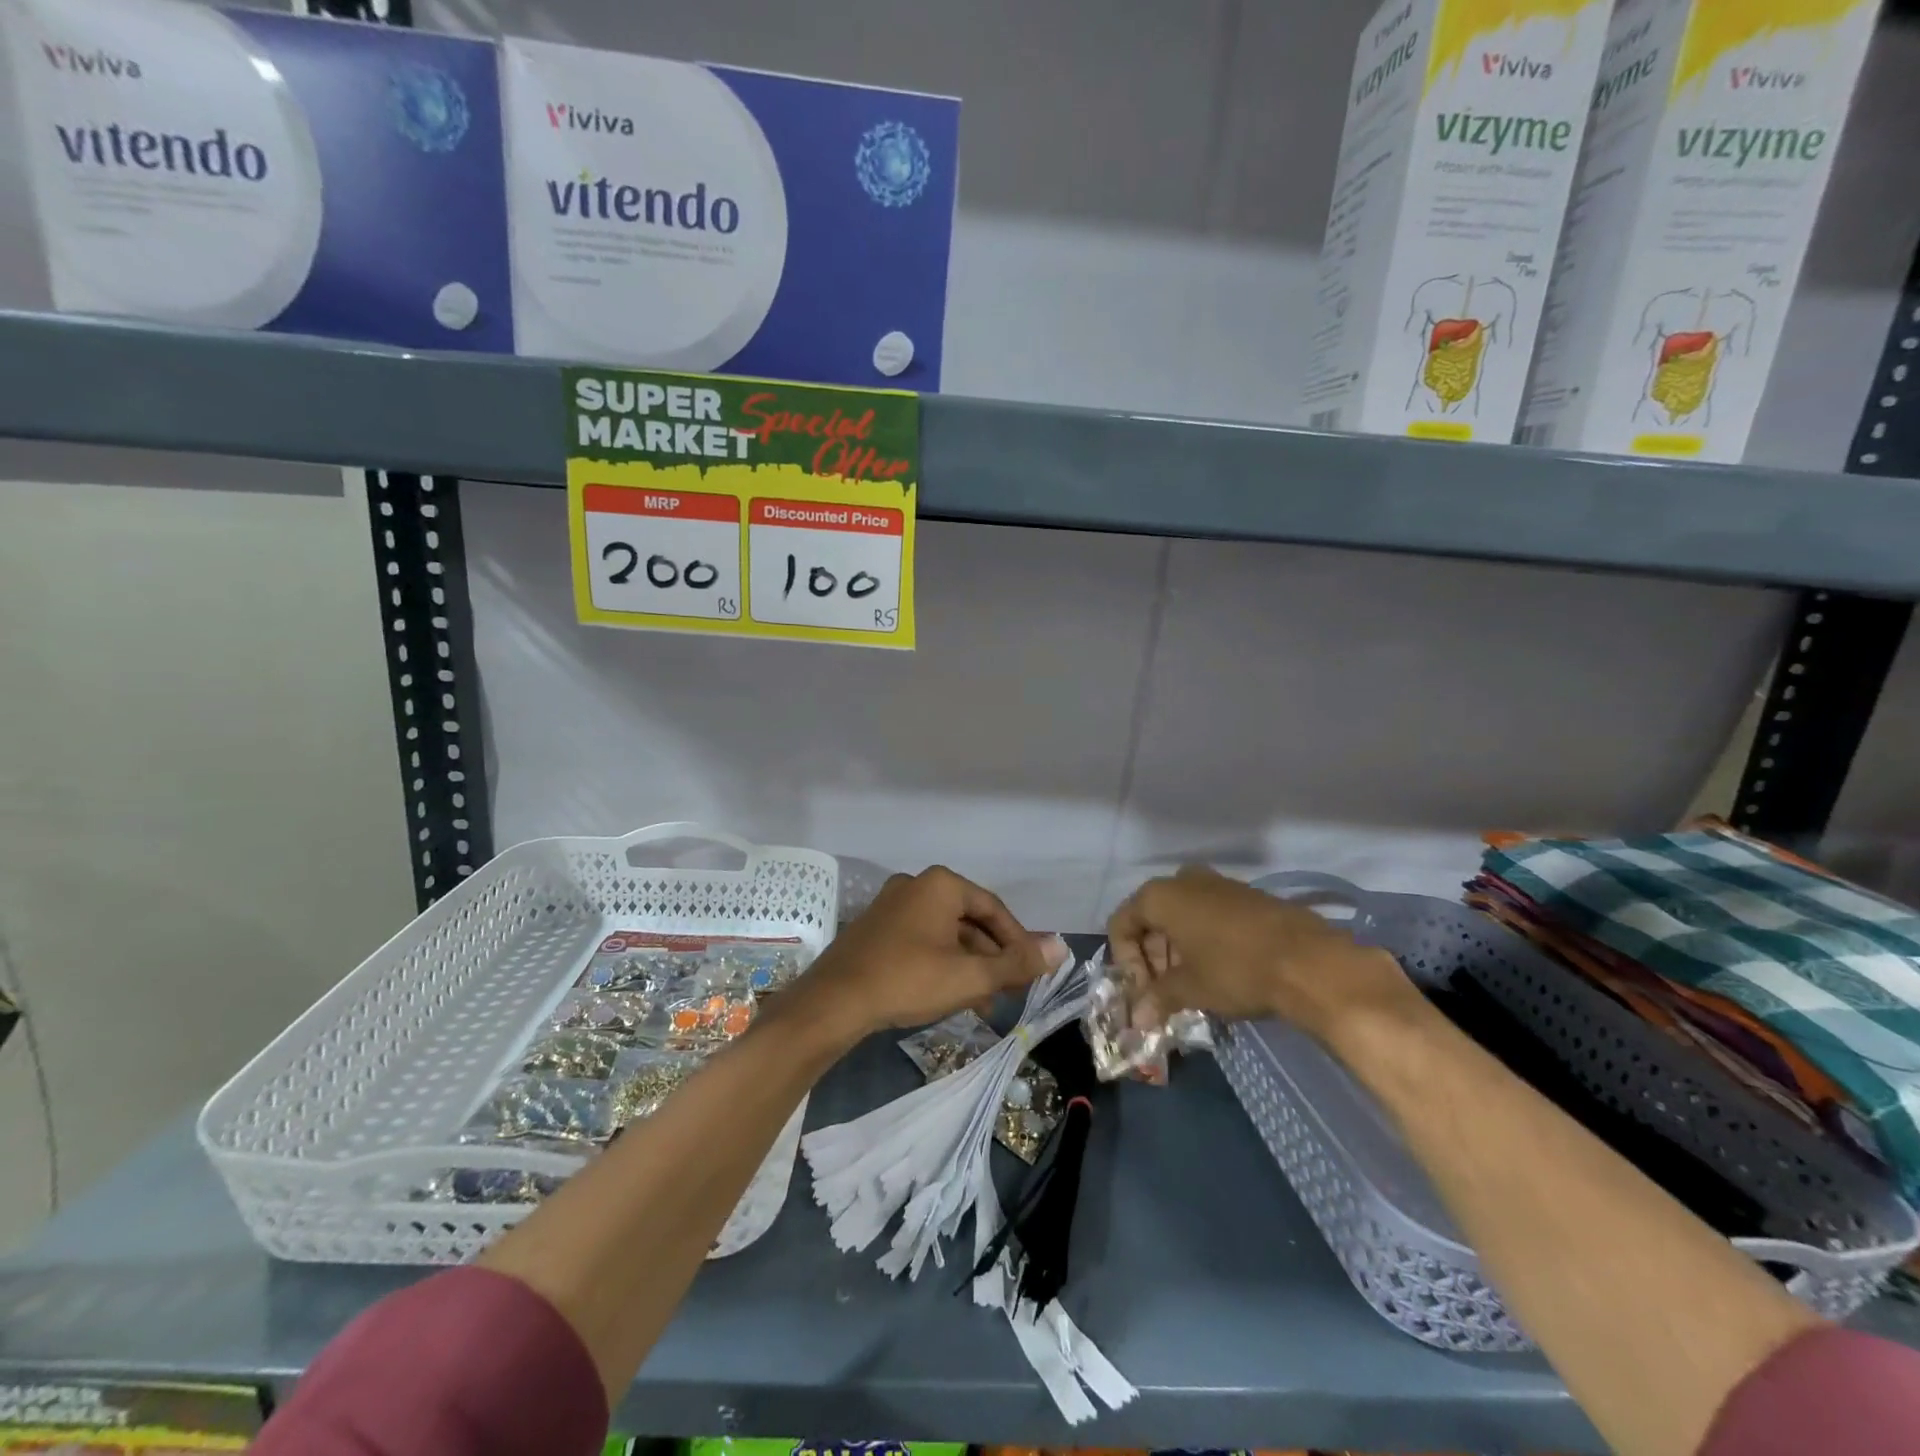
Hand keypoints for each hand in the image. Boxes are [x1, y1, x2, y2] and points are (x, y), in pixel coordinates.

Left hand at [798, 866, 1067, 1040]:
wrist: (834, 1002)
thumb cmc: (908, 980)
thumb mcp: (969, 975)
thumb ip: (1017, 963)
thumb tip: (1061, 947)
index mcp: (941, 885)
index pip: (994, 909)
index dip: (1018, 942)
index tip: (1030, 972)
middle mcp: (916, 885)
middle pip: (969, 920)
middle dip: (992, 958)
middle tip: (1009, 991)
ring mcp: (892, 905)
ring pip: (946, 934)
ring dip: (969, 965)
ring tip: (985, 1002)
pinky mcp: (876, 928)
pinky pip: (922, 940)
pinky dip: (942, 964)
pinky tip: (952, 996)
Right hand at [1106, 865, 1414, 1044]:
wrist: (1310, 960)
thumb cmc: (1236, 969)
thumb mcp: (1190, 988)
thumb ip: (1157, 999)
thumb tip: (1136, 1020)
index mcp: (1159, 895)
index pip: (1122, 924)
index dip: (1126, 962)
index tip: (1145, 993)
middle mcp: (1183, 880)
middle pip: (1151, 919)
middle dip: (1153, 958)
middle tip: (1164, 993)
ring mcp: (1218, 883)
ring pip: (1181, 917)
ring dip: (1178, 951)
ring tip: (1192, 986)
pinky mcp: (1246, 895)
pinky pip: (1209, 914)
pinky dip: (1204, 941)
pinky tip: (1219, 972)